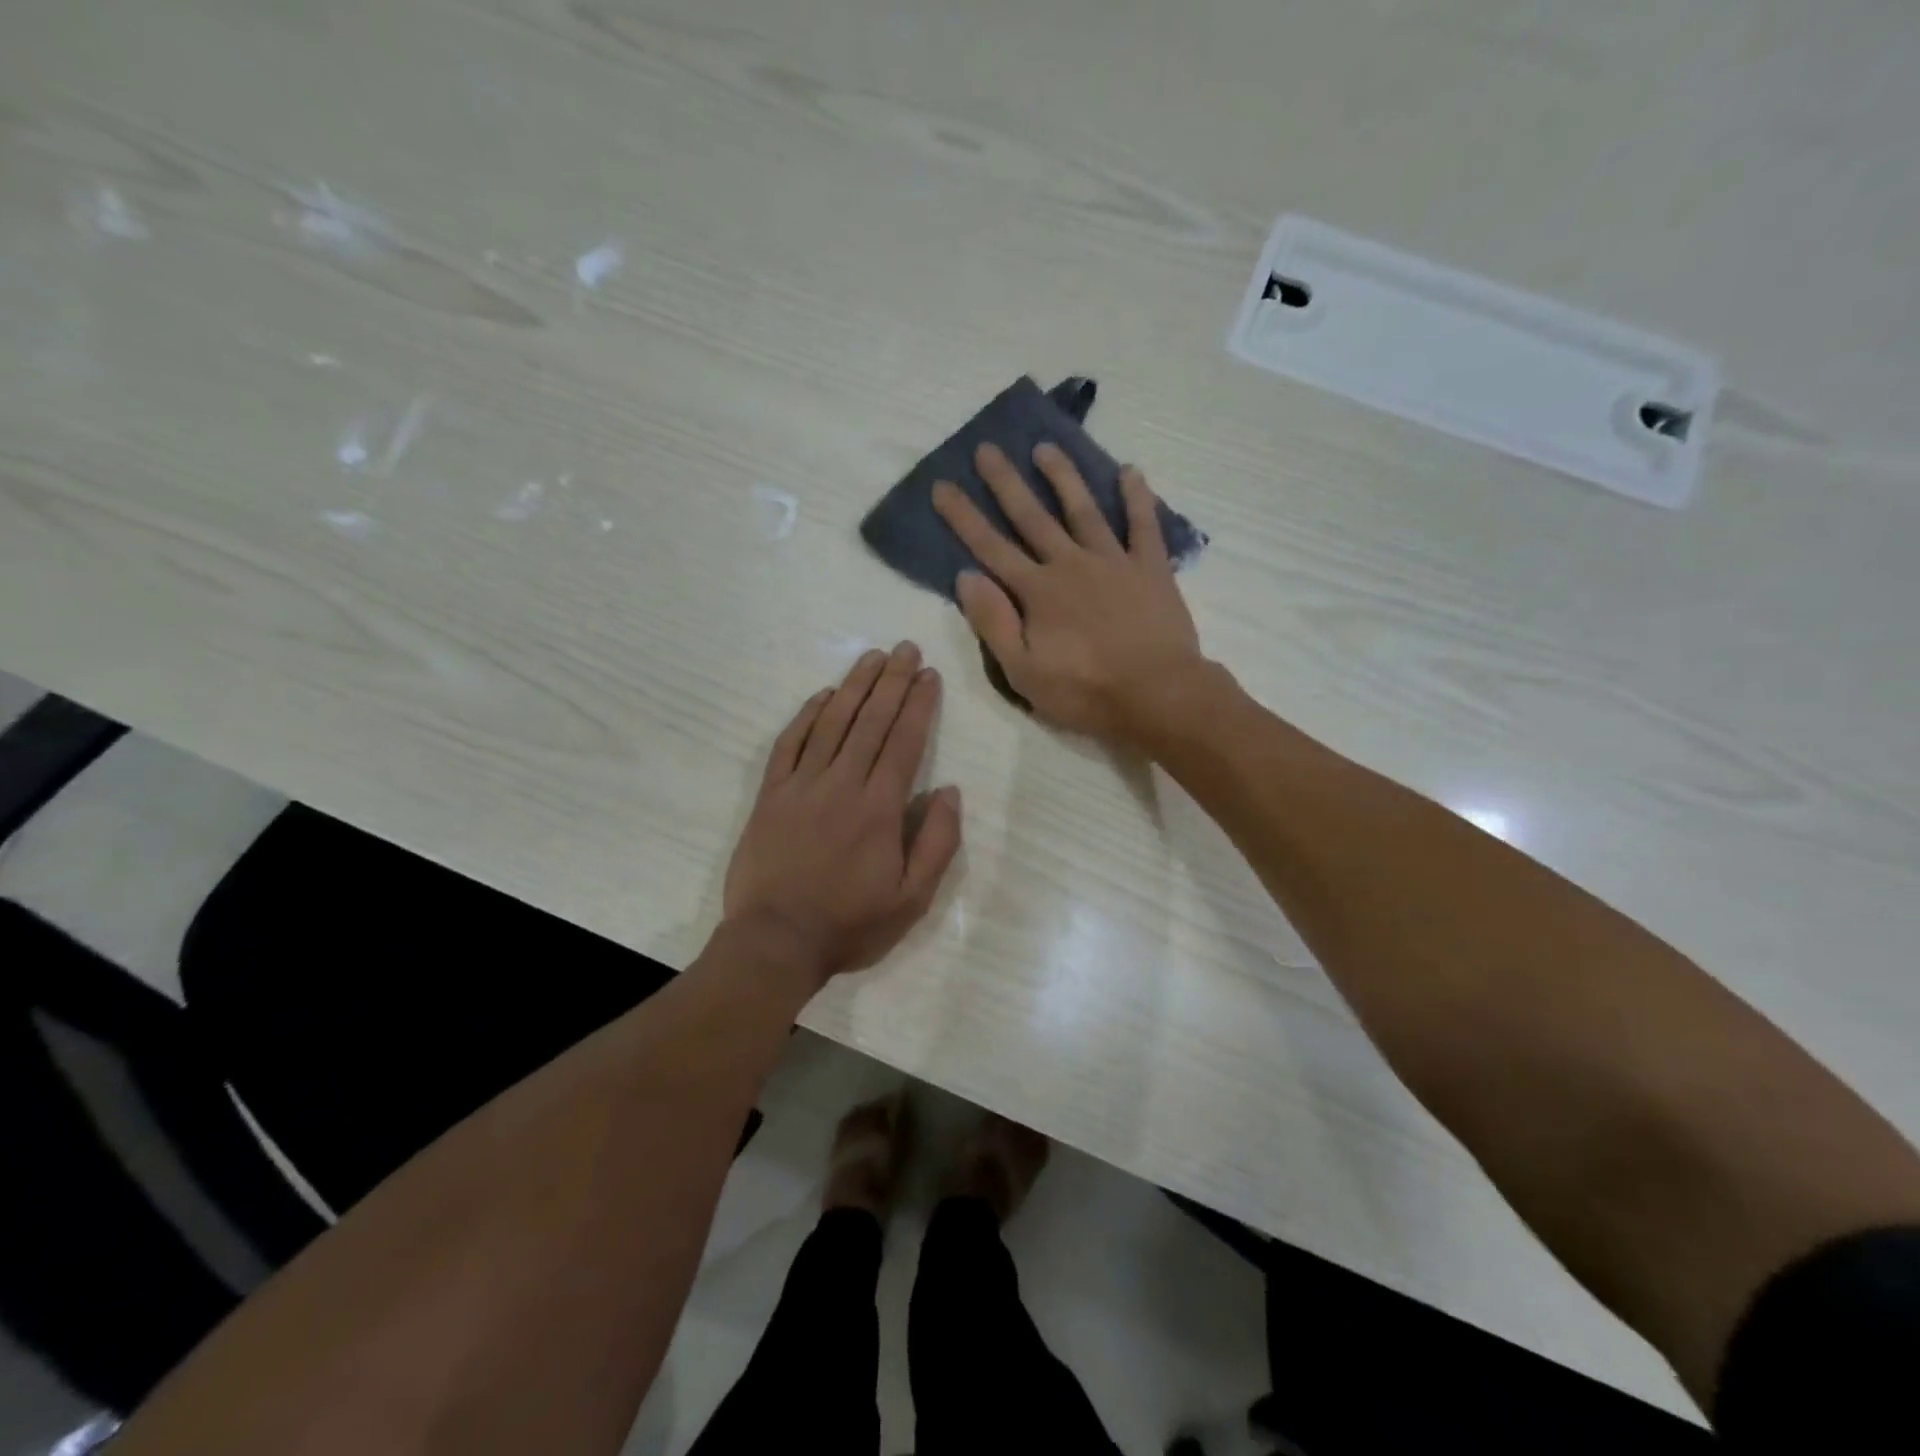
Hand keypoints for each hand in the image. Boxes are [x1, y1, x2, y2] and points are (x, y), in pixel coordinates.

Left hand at [722, 642, 962, 986]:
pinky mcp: (771, 794)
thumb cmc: (850, 924)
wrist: (775, 942)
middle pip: (871, 720)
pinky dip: (807, 715)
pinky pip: (790, 743)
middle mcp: (842, 783)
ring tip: (872, 656)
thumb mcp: (913, 899)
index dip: (918, 704)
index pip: (904, 741)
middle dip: (891, 680)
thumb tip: (950, 791)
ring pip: (832, 722)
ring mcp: (801, 785)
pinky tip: (823, 695)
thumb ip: (938, 843)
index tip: (928, 674)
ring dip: (854, 686)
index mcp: (880, 807)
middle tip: (905, 648)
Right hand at [932, 443, 1205, 744]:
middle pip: (1032, 516)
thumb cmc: (1086, 692)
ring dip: (1063, 477)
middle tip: (987, 448)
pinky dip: (1137, 497)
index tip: (942, 486)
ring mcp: (1113, 562)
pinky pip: (1143, 525)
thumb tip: (966, 577)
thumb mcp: (1023, 672)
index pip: (991, 548)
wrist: (1158, 695)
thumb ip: (993, 623)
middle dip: (1006, 482)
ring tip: (1046, 446)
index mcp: (1037, 592)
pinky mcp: (1151, 568)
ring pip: (1082, 510)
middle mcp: (1070, 564)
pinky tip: (1130, 471)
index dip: (964, 517)